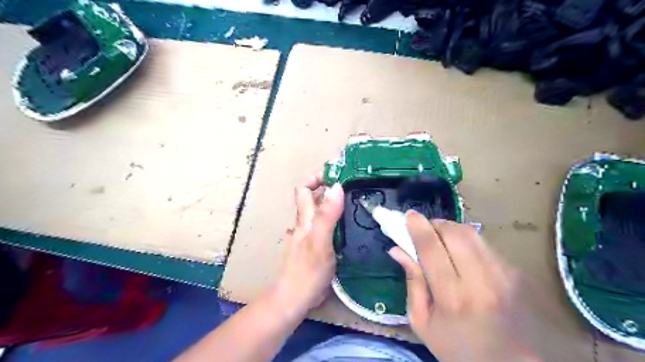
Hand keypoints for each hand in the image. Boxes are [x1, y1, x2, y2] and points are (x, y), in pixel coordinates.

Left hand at [271, 174, 343, 315]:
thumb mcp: (319, 241)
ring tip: (356, 202)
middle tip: (354, 186)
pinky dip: (336, 220)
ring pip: (320, 213)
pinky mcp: (315, 247)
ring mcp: (309, 236)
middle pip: (313, 199)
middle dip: (330, 189)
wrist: (295, 298)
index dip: (317, 178)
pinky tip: (350, 226)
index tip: (337, 174)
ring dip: (334, 204)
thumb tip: (336, 187)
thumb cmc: (307, 271)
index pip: (304, 189)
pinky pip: (325, 227)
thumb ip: (327, 215)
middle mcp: (305, 224)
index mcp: (304, 219)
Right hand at [390, 213, 539, 361]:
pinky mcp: (518, 273)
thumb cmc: (460, 349)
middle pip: (454, 234)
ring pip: (472, 234)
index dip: (418, 227)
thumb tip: (397, 249)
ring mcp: (504, 275)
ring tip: (442, 238)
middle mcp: (481, 282)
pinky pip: (485, 245)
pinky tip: (464, 256)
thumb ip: (411, 283)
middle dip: (435, 224)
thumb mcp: (423, 323)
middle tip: (425, 229)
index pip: (431, 249)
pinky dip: (468, 242)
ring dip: (451, 229)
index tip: (409, 215)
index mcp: (452, 299)